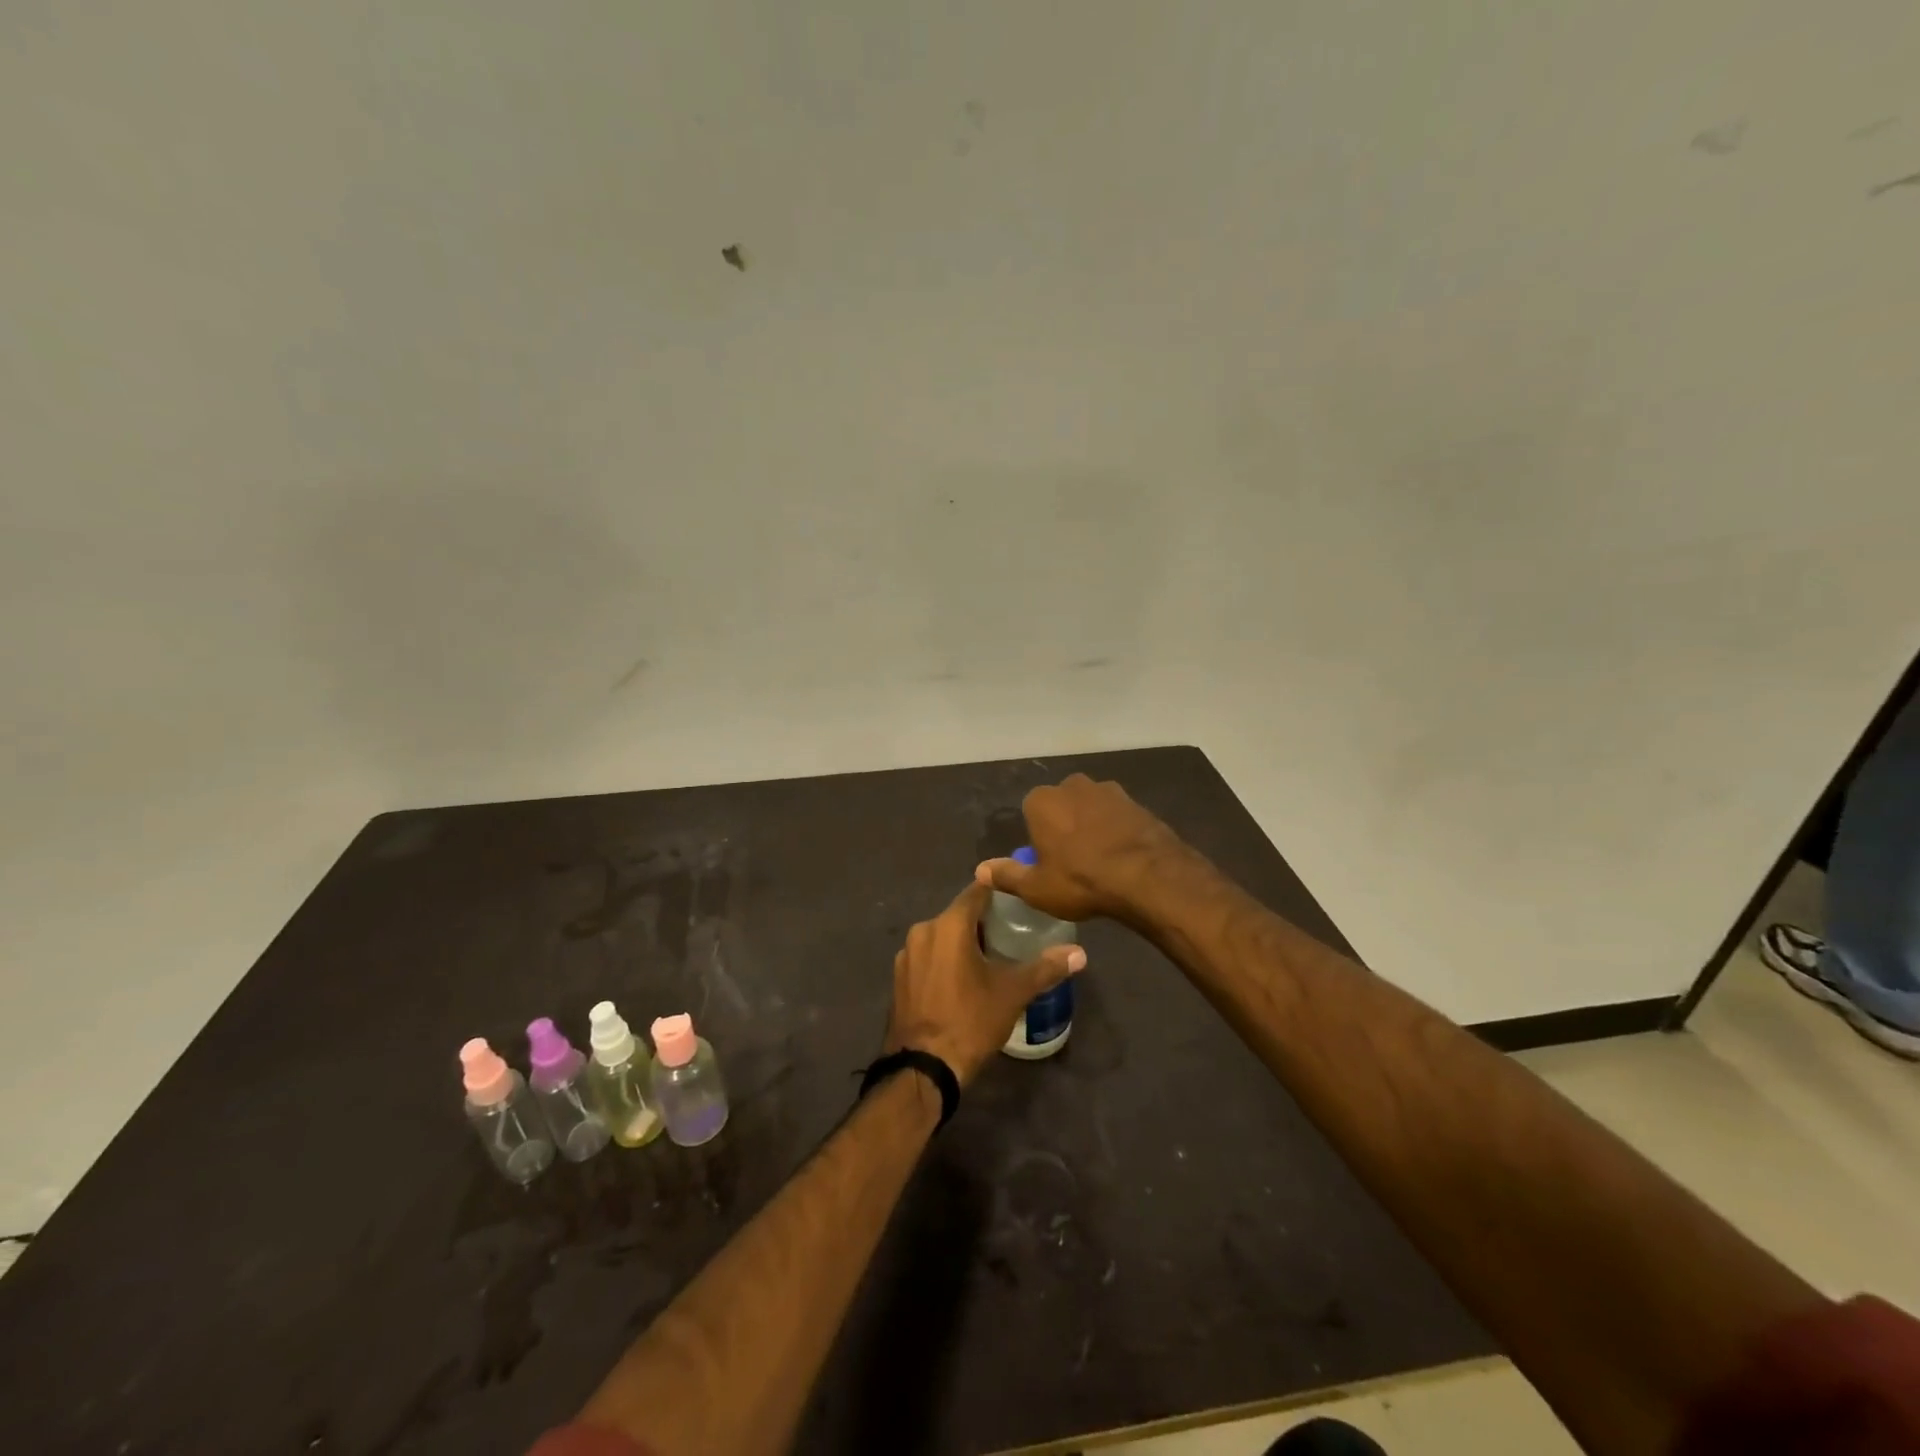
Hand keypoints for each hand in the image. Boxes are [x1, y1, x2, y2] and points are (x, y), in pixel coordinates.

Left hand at [883, 880, 1086, 1086]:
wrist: (923, 1068)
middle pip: (957, 915)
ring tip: (988, 958)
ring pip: (940, 937)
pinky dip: (944, 960)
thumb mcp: (1013, 993)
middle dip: (981, 921)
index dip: (998, 891)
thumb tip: (1080, 954)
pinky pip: (927, 957)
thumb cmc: (970, 1021)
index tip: (1017, 897)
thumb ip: (1046, 968)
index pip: (976, 892)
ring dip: (961, 943)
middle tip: (1010, 933)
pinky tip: (960, 980)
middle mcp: (922, 931)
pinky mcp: (898, 978)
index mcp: (948, 925)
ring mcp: (906, 956)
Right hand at [974, 773, 1190, 922]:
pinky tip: (1123, 857)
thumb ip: (1007, 875)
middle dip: (1065, 826)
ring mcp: (1108, 790)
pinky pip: (1118, 816)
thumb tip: (980, 869)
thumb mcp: (1037, 888)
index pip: (1031, 813)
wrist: (1148, 876)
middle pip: (1062, 806)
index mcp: (1042, 801)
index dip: (1039, 838)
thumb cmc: (1081, 880)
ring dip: (1092, 826)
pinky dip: (1117, 831)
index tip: (1048, 863)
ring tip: (1101, 861)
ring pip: (1091, 808)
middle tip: (1073, 862)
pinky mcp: (1137, 802)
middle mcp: (1073, 785)